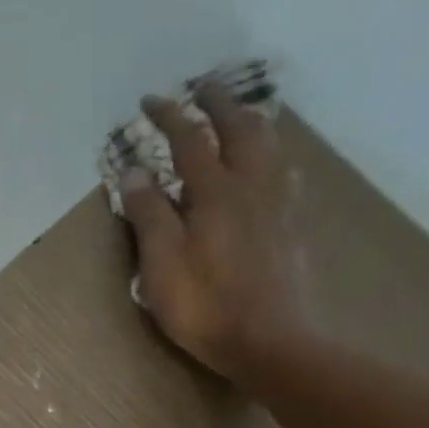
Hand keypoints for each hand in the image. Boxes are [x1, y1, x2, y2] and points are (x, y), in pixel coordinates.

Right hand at [118, 81, 306, 383]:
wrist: (272, 341)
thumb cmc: (205, 307)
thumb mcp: (161, 265)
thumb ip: (149, 215)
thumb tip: (134, 171)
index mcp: (215, 193)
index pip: (189, 140)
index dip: (168, 116)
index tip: (149, 101)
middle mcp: (252, 186)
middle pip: (239, 129)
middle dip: (218, 102)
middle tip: (202, 86)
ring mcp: (279, 204)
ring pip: (270, 146)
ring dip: (251, 121)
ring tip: (238, 115)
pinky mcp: (294, 226)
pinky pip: (286, 172)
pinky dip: (271, 155)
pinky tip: (270, 165)